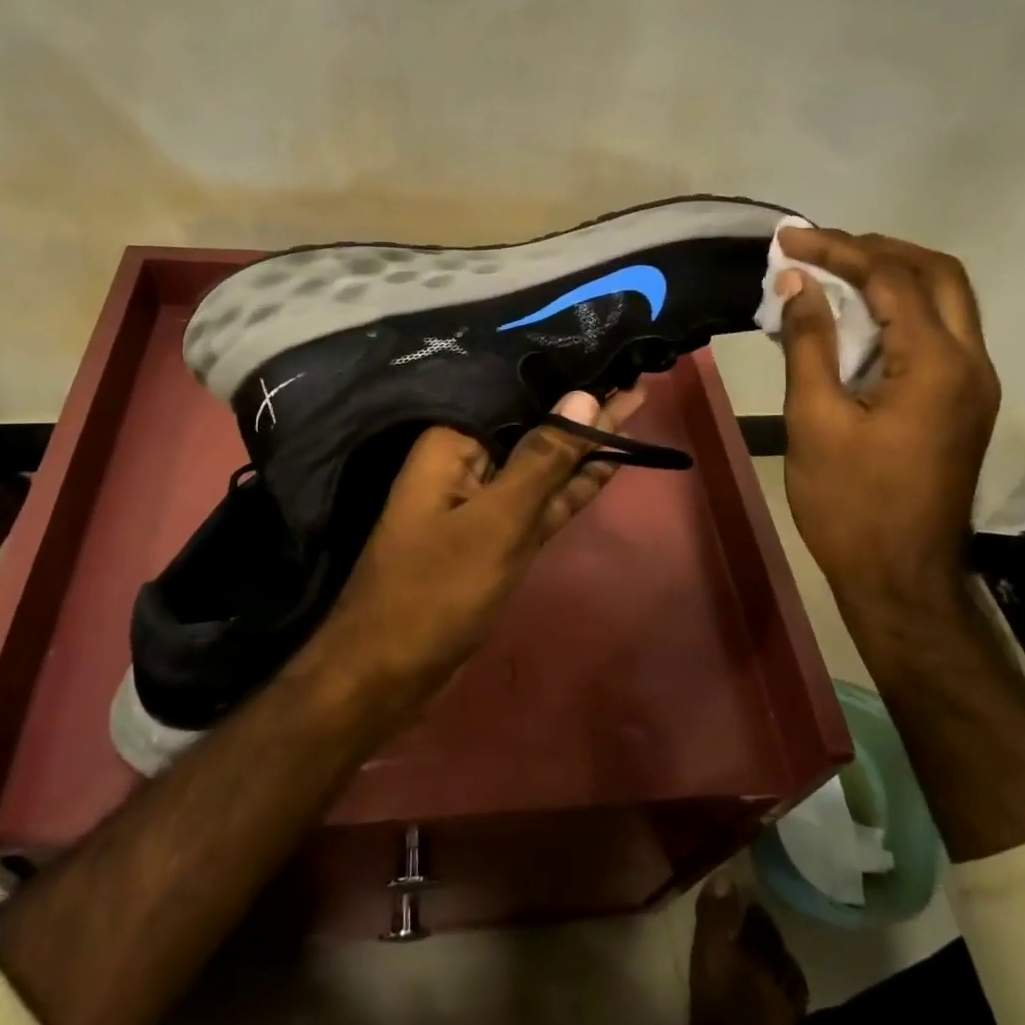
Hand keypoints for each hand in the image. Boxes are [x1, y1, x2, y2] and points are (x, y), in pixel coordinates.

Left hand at [320, 384, 647, 702]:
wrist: (387, 672)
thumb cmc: (435, 589)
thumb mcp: (498, 522)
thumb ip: (543, 459)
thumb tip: (585, 397)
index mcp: (453, 441)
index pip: (516, 393)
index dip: (565, 375)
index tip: (610, 351)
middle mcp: (468, 460)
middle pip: (534, 425)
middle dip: (584, 405)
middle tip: (637, 370)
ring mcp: (486, 500)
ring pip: (544, 463)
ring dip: (587, 441)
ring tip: (635, 398)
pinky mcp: (498, 533)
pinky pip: (542, 499)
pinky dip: (573, 484)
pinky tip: (610, 459)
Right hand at [776, 229, 999, 600]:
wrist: (900, 579)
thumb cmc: (850, 504)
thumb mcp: (815, 420)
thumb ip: (810, 343)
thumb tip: (797, 284)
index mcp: (936, 365)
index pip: (891, 279)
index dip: (837, 250)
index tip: (788, 239)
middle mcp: (970, 364)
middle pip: (937, 275)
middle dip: (876, 250)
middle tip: (820, 249)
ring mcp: (973, 385)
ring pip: (946, 302)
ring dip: (892, 276)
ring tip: (833, 273)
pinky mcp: (962, 404)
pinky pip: (938, 334)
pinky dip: (899, 311)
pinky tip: (855, 320)